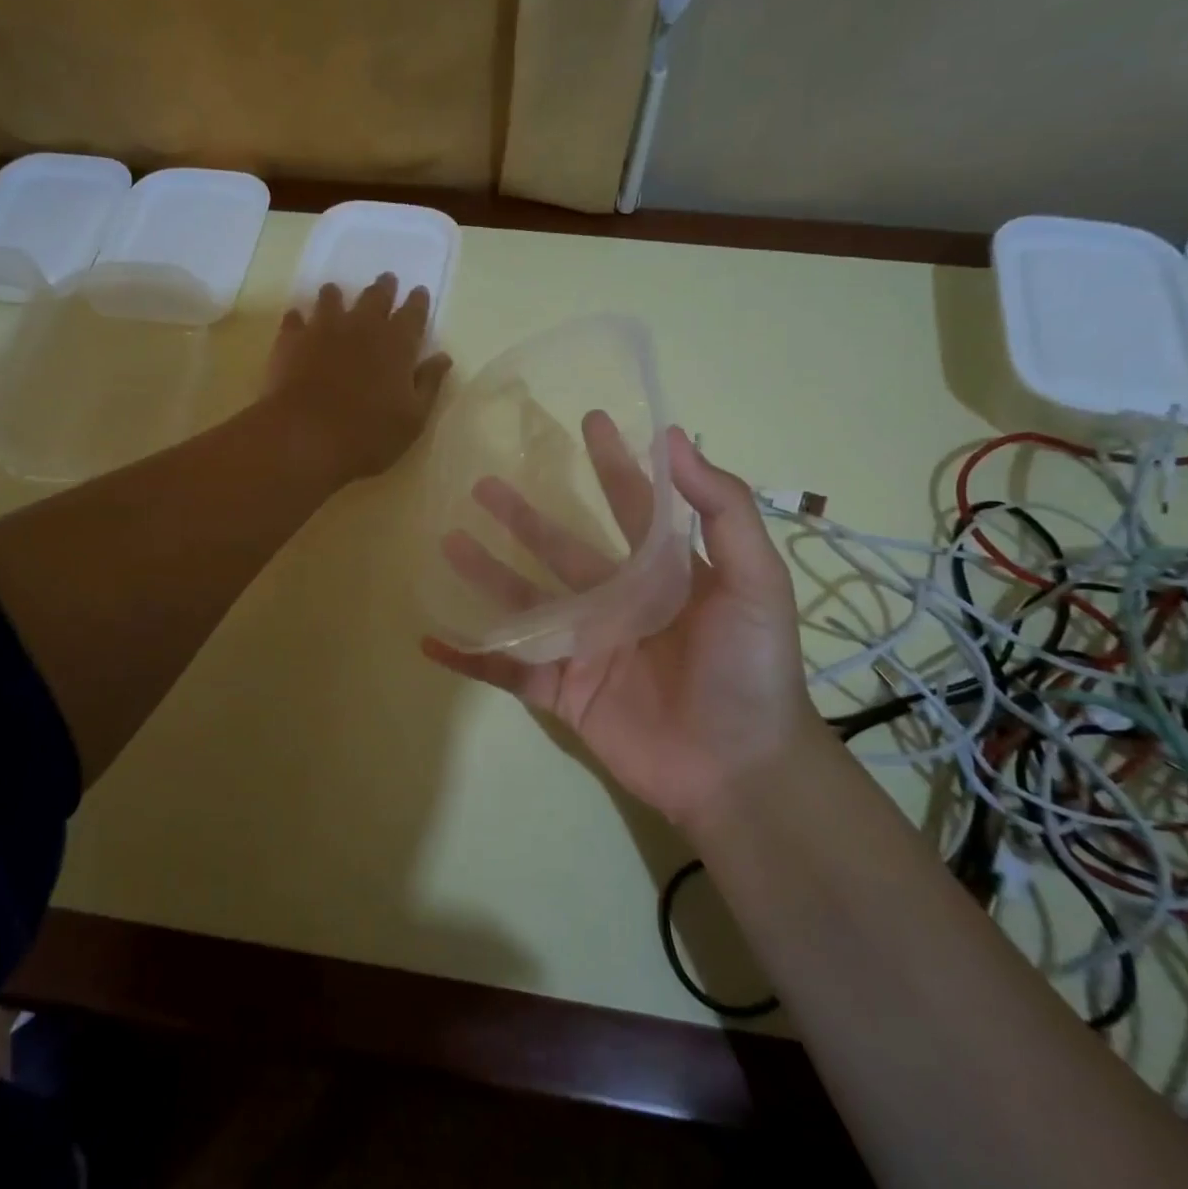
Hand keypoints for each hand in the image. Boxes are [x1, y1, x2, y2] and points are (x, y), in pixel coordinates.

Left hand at [264, 275, 452, 482]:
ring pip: (331, 299)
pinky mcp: (291, 340)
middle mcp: (362, 327)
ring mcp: (323, 329)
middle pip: (375, 297)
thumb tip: (443, 357)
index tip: (419, 291)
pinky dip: (299, 317)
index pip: (413, 313)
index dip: (418, 302)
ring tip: (336, 292)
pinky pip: (295, 319)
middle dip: (384, 288)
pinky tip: (298, 319)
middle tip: (387, 280)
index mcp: (397, 344)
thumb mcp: (413, 418)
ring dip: (337, 295)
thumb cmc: (369, 435)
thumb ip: (429, 383)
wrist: (306, 438)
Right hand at [422, 423, 825, 832]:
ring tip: (448, 540)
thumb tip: (675, 438)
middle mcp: (618, 601)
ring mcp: (585, 646)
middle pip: (559, 547)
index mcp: (662, 573)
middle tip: (482, 483)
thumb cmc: (750, 668)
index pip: (631, 505)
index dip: (613, 464)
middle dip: (523, 515)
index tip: (590, 420)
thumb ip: (723, 509)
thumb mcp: (755, 580)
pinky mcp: (562, 691)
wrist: (739, 768)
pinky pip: (506, 669)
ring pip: (523, 601)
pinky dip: (469, 657)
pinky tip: (432, 638)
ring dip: (486, 573)